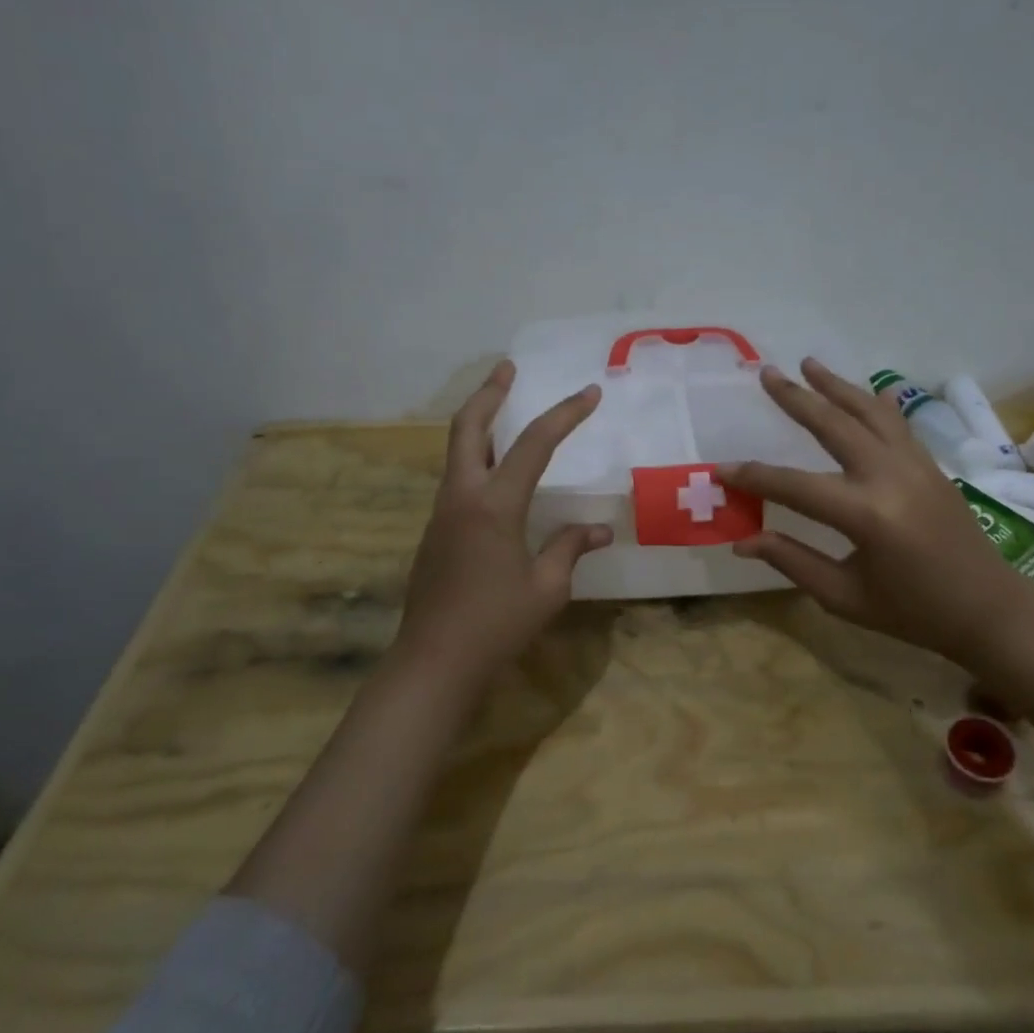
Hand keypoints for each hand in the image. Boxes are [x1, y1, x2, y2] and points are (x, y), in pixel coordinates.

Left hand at [394, 360, 612, 681]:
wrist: (433, 663)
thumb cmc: (496, 625)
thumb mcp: (547, 588)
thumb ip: (570, 549)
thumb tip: (600, 530)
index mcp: (494, 505)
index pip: (534, 444)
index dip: (565, 415)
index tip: (590, 393)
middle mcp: (462, 497)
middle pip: (468, 427)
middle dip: (489, 394)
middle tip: (507, 369)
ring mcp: (442, 514)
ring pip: (457, 452)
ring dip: (479, 424)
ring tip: (503, 410)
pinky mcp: (435, 533)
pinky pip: (457, 480)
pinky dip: (477, 459)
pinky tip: (496, 475)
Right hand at [725, 360, 1033, 661]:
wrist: (987, 608)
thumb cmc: (912, 612)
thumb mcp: (845, 597)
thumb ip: (792, 561)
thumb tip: (742, 540)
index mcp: (866, 514)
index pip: (794, 486)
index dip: (753, 477)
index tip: (720, 469)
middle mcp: (889, 476)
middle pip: (833, 425)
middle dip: (796, 399)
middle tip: (766, 374)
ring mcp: (915, 464)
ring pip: (868, 412)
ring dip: (836, 386)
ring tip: (808, 363)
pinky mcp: (930, 464)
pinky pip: (897, 423)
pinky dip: (875, 403)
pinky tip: (865, 391)